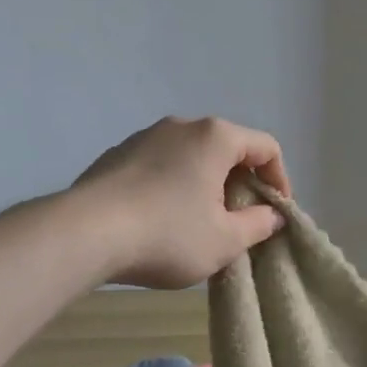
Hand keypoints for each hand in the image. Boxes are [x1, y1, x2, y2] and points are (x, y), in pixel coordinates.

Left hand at [73, 116, 289, 288]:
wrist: (86, 233)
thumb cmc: (168, 235)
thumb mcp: (225, 241)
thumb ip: (258, 225)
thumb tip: (272, 215)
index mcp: (216, 137)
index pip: (266, 147)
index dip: (280, 180)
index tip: (275, 213)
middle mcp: (182, 125)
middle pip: (228, 149)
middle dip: (241, 184)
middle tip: (240, 222)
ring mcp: (145, 136)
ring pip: (192, 156)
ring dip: (206, 185)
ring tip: (199, 223)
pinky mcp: (117, 154)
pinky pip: (161, 165)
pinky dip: (174, 186)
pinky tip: (161, 219)